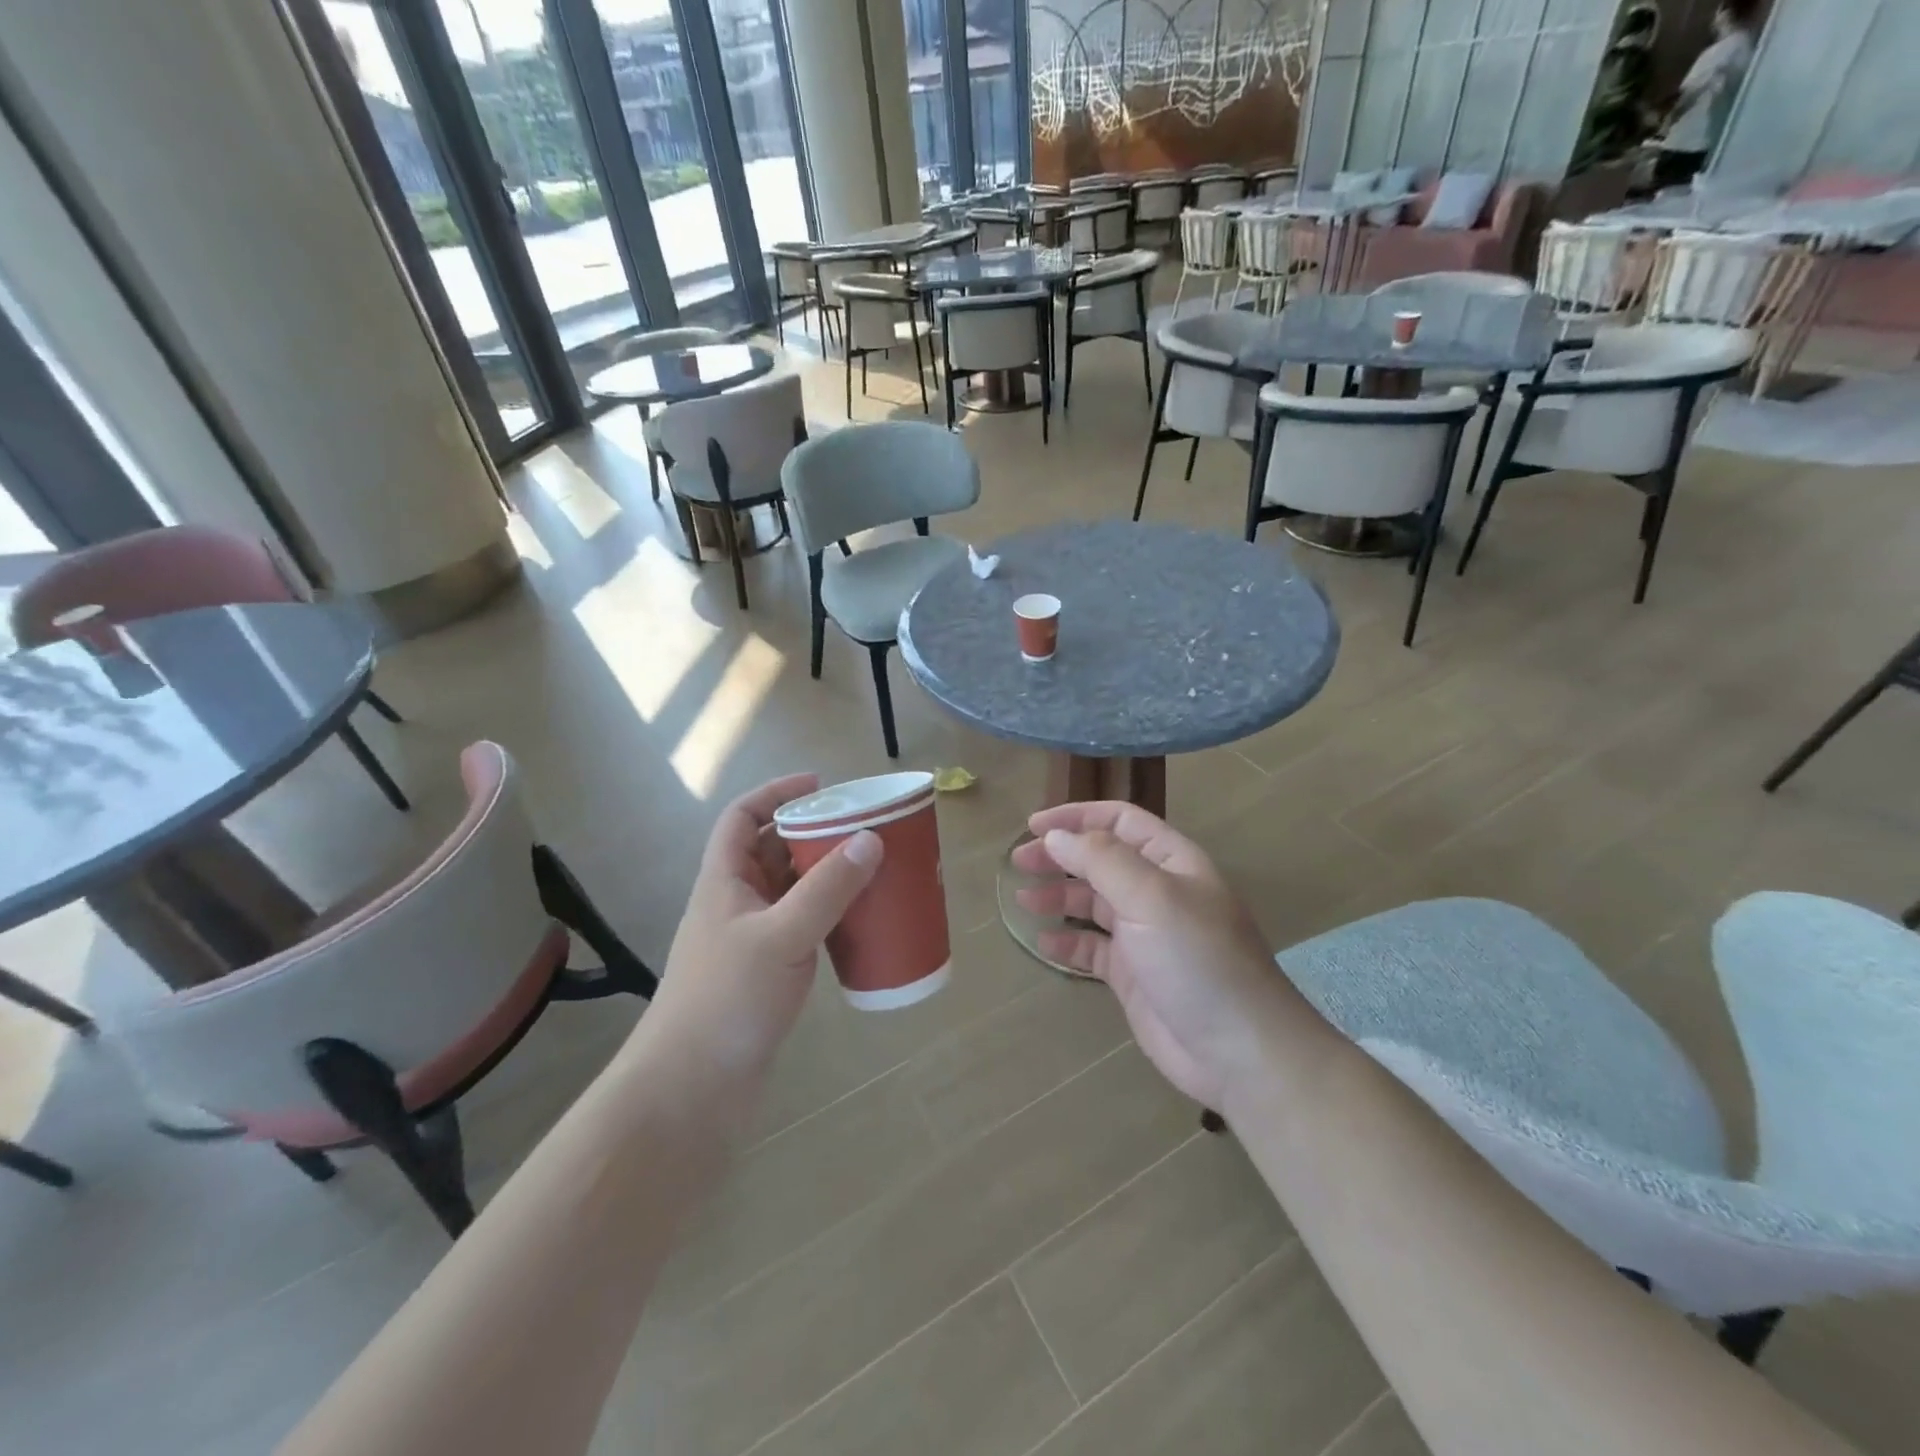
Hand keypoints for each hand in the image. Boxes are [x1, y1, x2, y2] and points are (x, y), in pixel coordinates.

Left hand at [642, 775, 882, 1091]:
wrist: (691, 1091)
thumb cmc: (727, 1001)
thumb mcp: (781, 936)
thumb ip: (827, 889)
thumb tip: (871, 839)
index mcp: (724, 882)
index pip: (742, 818)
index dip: (776, 793)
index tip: (821, 786)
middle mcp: (736, 904)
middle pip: (772, 850)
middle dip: (814, 833)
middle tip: (863, 829)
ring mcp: (751, 941)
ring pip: (791, 890)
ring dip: (826, 876)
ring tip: (871, 869)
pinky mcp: (768, 974)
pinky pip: (803, 927)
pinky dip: (830, 917)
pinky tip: (860, 924)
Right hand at [1013, 802, 1296, 1108]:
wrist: (1238, 1051)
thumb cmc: (1198, 960)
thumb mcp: (1151, 897)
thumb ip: (1101, 861)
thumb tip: (1056, 836)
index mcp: (1171, 862)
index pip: (1120, 821)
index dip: (1077, 817)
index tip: (1034, 825)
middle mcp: (1157, 891)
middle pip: (1100, 859)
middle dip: (1060, 856)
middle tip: (1019, 862)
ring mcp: (1145, 934)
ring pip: (1093, 902)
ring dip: (1059, 896)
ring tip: (1022, 899)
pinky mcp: (1133, 974)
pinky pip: (1092, 947)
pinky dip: (1068, 940)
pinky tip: (1045, 942)